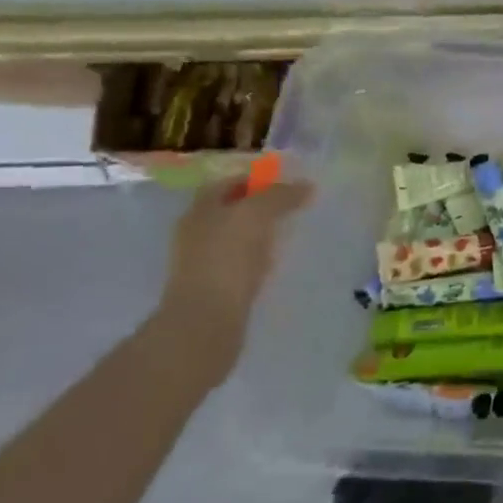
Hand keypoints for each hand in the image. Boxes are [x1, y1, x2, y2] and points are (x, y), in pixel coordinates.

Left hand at [151, 176, 312, 385]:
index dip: (257, 179)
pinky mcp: (213, 288)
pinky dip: (258, 259)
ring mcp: (201, 262)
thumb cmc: (227, 260)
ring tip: (288, 236)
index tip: (287, 184)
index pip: (228, 182)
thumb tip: (306, 186)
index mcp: (200, 209)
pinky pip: (239, 263)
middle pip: (231, 209)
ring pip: (235, 237)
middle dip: (260, 206)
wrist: (205, 323)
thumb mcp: (256, 215)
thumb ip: (280, 195)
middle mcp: (196, 231)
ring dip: (260, 233)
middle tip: (293, 208)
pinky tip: (275, 265)